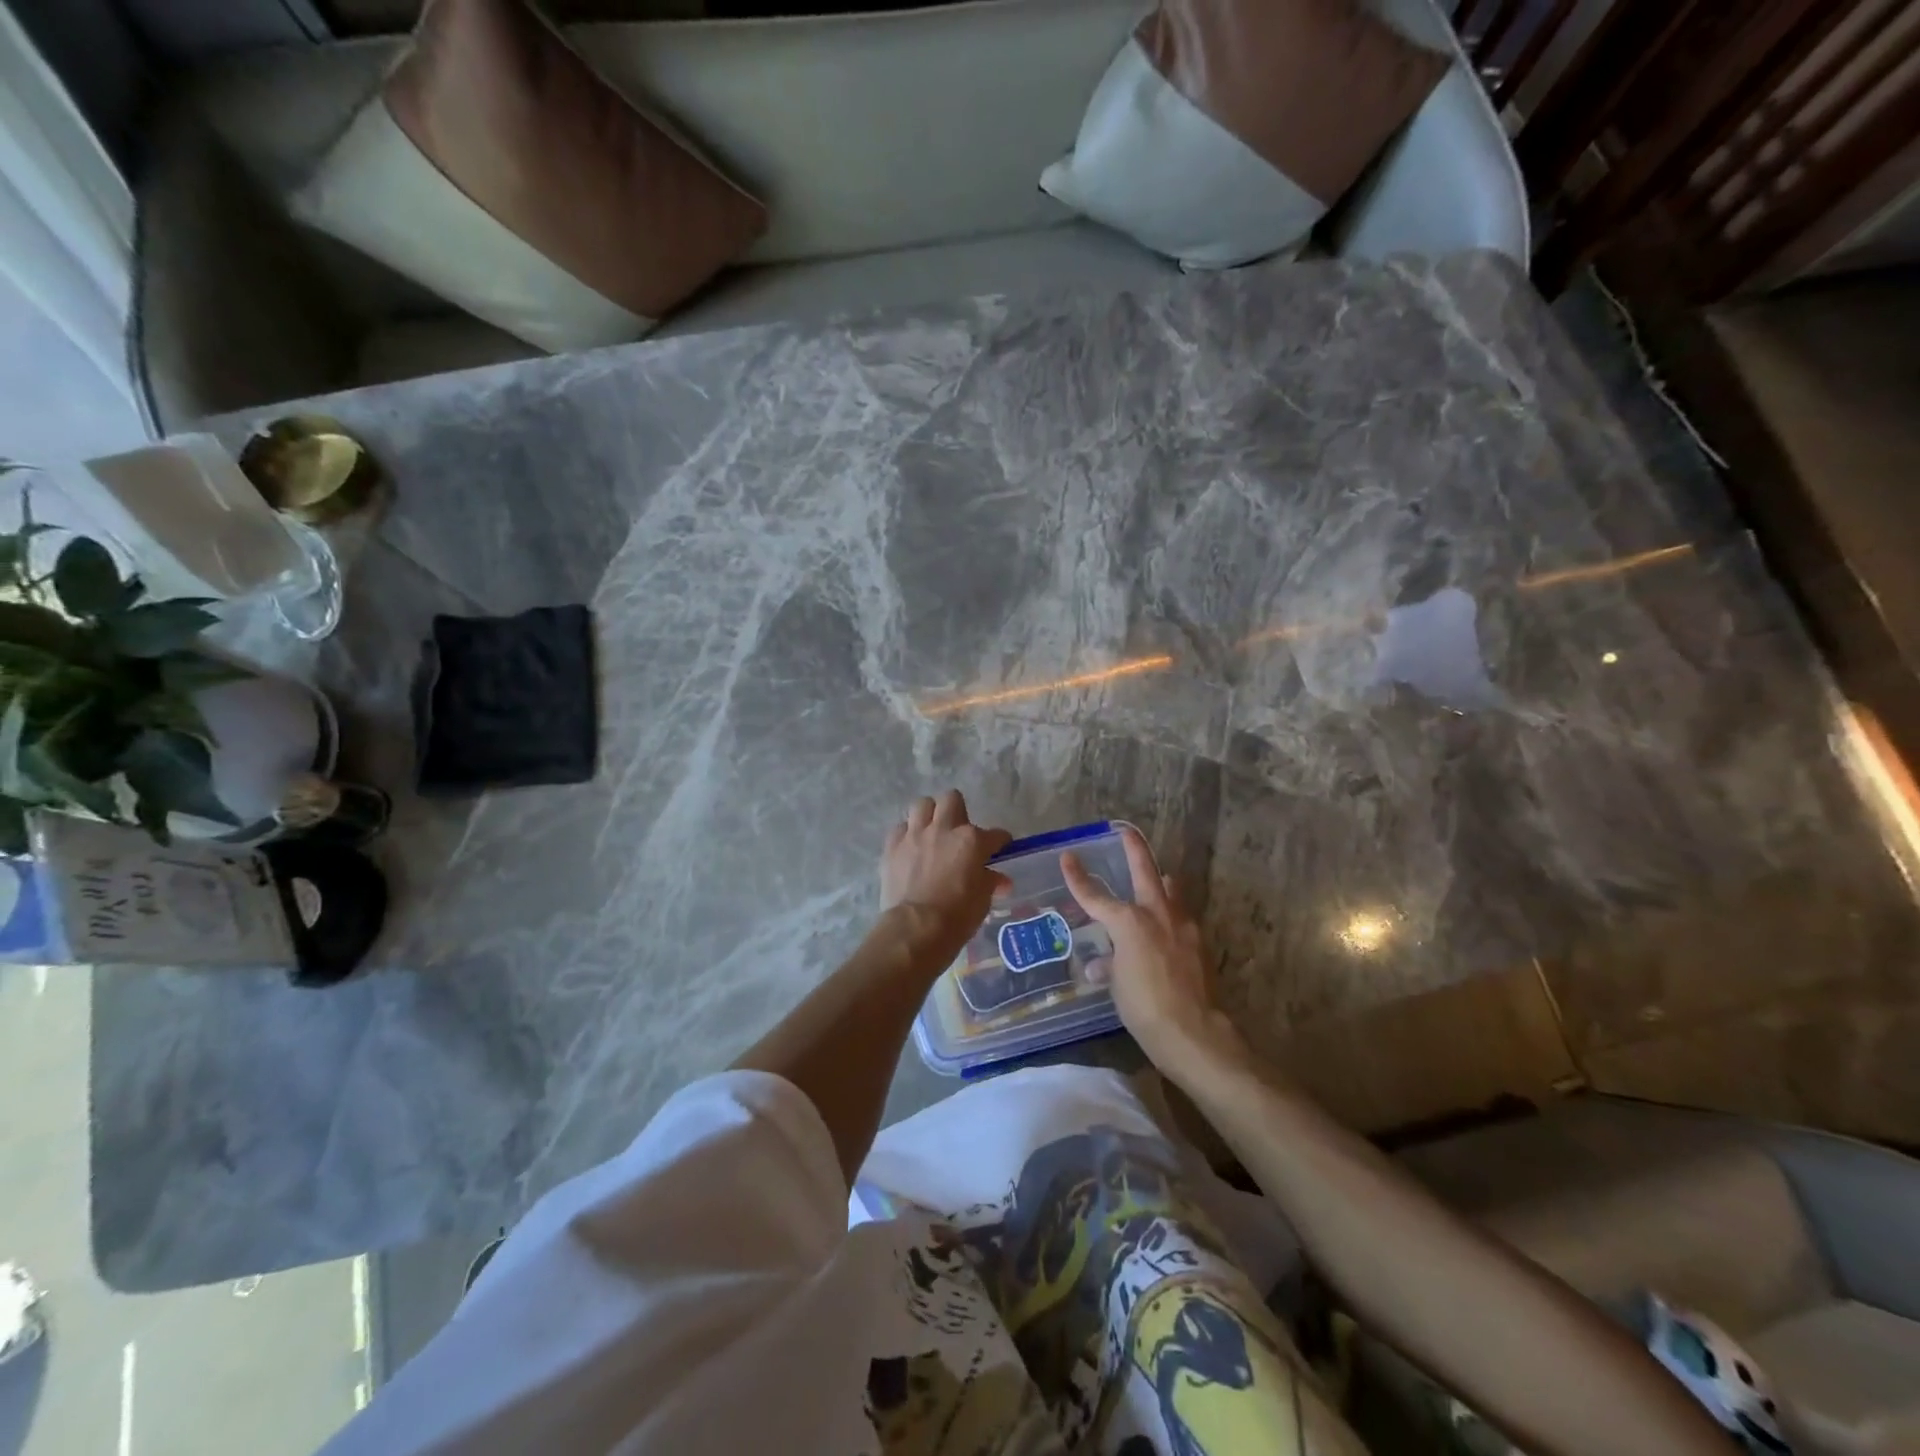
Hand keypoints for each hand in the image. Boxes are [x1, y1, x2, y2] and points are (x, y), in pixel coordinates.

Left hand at [881, 791, 1011, 961]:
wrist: (916, 928)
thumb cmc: (958, 916)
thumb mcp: (982, 900)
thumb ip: (990, 882)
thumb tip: (1000, 880)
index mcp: (971, 840)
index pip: (994, 834)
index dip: (1000, 841)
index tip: (1000, 847)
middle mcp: (943, 829)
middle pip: (952, 800)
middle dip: (958, 811)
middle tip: (959, 831)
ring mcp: (915, 835)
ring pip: (922, 805)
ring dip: (929, 815)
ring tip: (932, 831)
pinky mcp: (892, 846)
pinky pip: (900, 828)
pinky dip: (907, 835)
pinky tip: (910, 848)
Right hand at [1062, 827, 1248, 1078]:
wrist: (1192, 1031)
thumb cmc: (1144, 1006)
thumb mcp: (1117, 985)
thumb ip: (1111, 964)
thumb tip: (1103, 963)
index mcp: (1129, 922)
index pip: (1095, 896)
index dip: (1078, 878)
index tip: (1068, 857)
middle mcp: (1157, 914)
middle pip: (1144, 870)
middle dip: (1133, 848)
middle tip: (1126, 831)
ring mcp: (1182, 926)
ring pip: (1170, 890)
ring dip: (1160, 881)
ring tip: (1155, 878)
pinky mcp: (1198, 942)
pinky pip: (1180, 916)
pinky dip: (1170, 914)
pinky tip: (1166, 927)